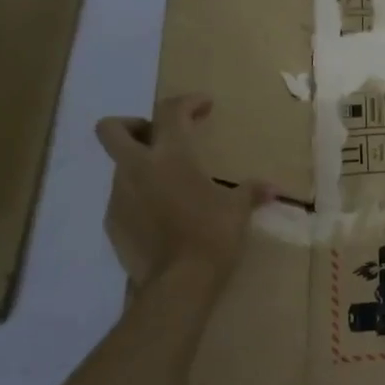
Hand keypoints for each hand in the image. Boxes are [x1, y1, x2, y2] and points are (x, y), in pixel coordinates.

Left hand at [96, 96, 272, 289]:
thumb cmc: (212, 235)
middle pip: (112, 129)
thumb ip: (251, 192)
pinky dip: (139, 199)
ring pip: (121, 167)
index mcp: (171, 156)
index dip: (187, 102)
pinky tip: (162, 217)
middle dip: (132, 126)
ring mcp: (119, 196)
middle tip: (159, 138)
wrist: (178, 283)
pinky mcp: (112, 223)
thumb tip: (272, 188)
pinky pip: (123, 199)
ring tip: (170, 187)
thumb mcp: (237, 211)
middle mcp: (138, 168)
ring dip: (141, 168)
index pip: (170, 111)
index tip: (204, 105)